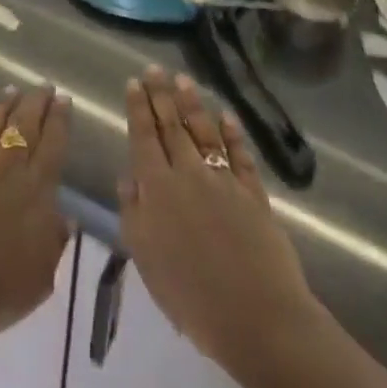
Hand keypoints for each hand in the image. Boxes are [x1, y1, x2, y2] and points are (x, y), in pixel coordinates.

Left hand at [0, 86, 72, 345]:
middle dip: (36, 103)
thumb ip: (54, 243)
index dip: (59, 121)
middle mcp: (6, 170)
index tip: (64, 100)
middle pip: (23, 126)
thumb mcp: (41, 279)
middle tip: (44, 87)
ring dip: (3, 105)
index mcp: (35, 192)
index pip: (52, 146)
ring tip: (11, 89)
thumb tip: (65, 216)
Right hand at [118, 66, 317, 368]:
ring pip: (204, 132)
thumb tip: (128, 175)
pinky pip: (240, 155)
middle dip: (161, 95)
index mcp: (158, 188)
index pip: (144, 137)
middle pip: (172, 127)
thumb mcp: (146, 260)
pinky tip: (226, 116)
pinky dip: (233, 133)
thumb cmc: (192, 297)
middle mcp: (188, 174)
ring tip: (183, 80)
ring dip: (192, 104)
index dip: (137, 108)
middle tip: (155, 69)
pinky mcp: (254, 194)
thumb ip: (133, 213)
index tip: (132, 82)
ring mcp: (224, 181)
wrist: (258, 319)